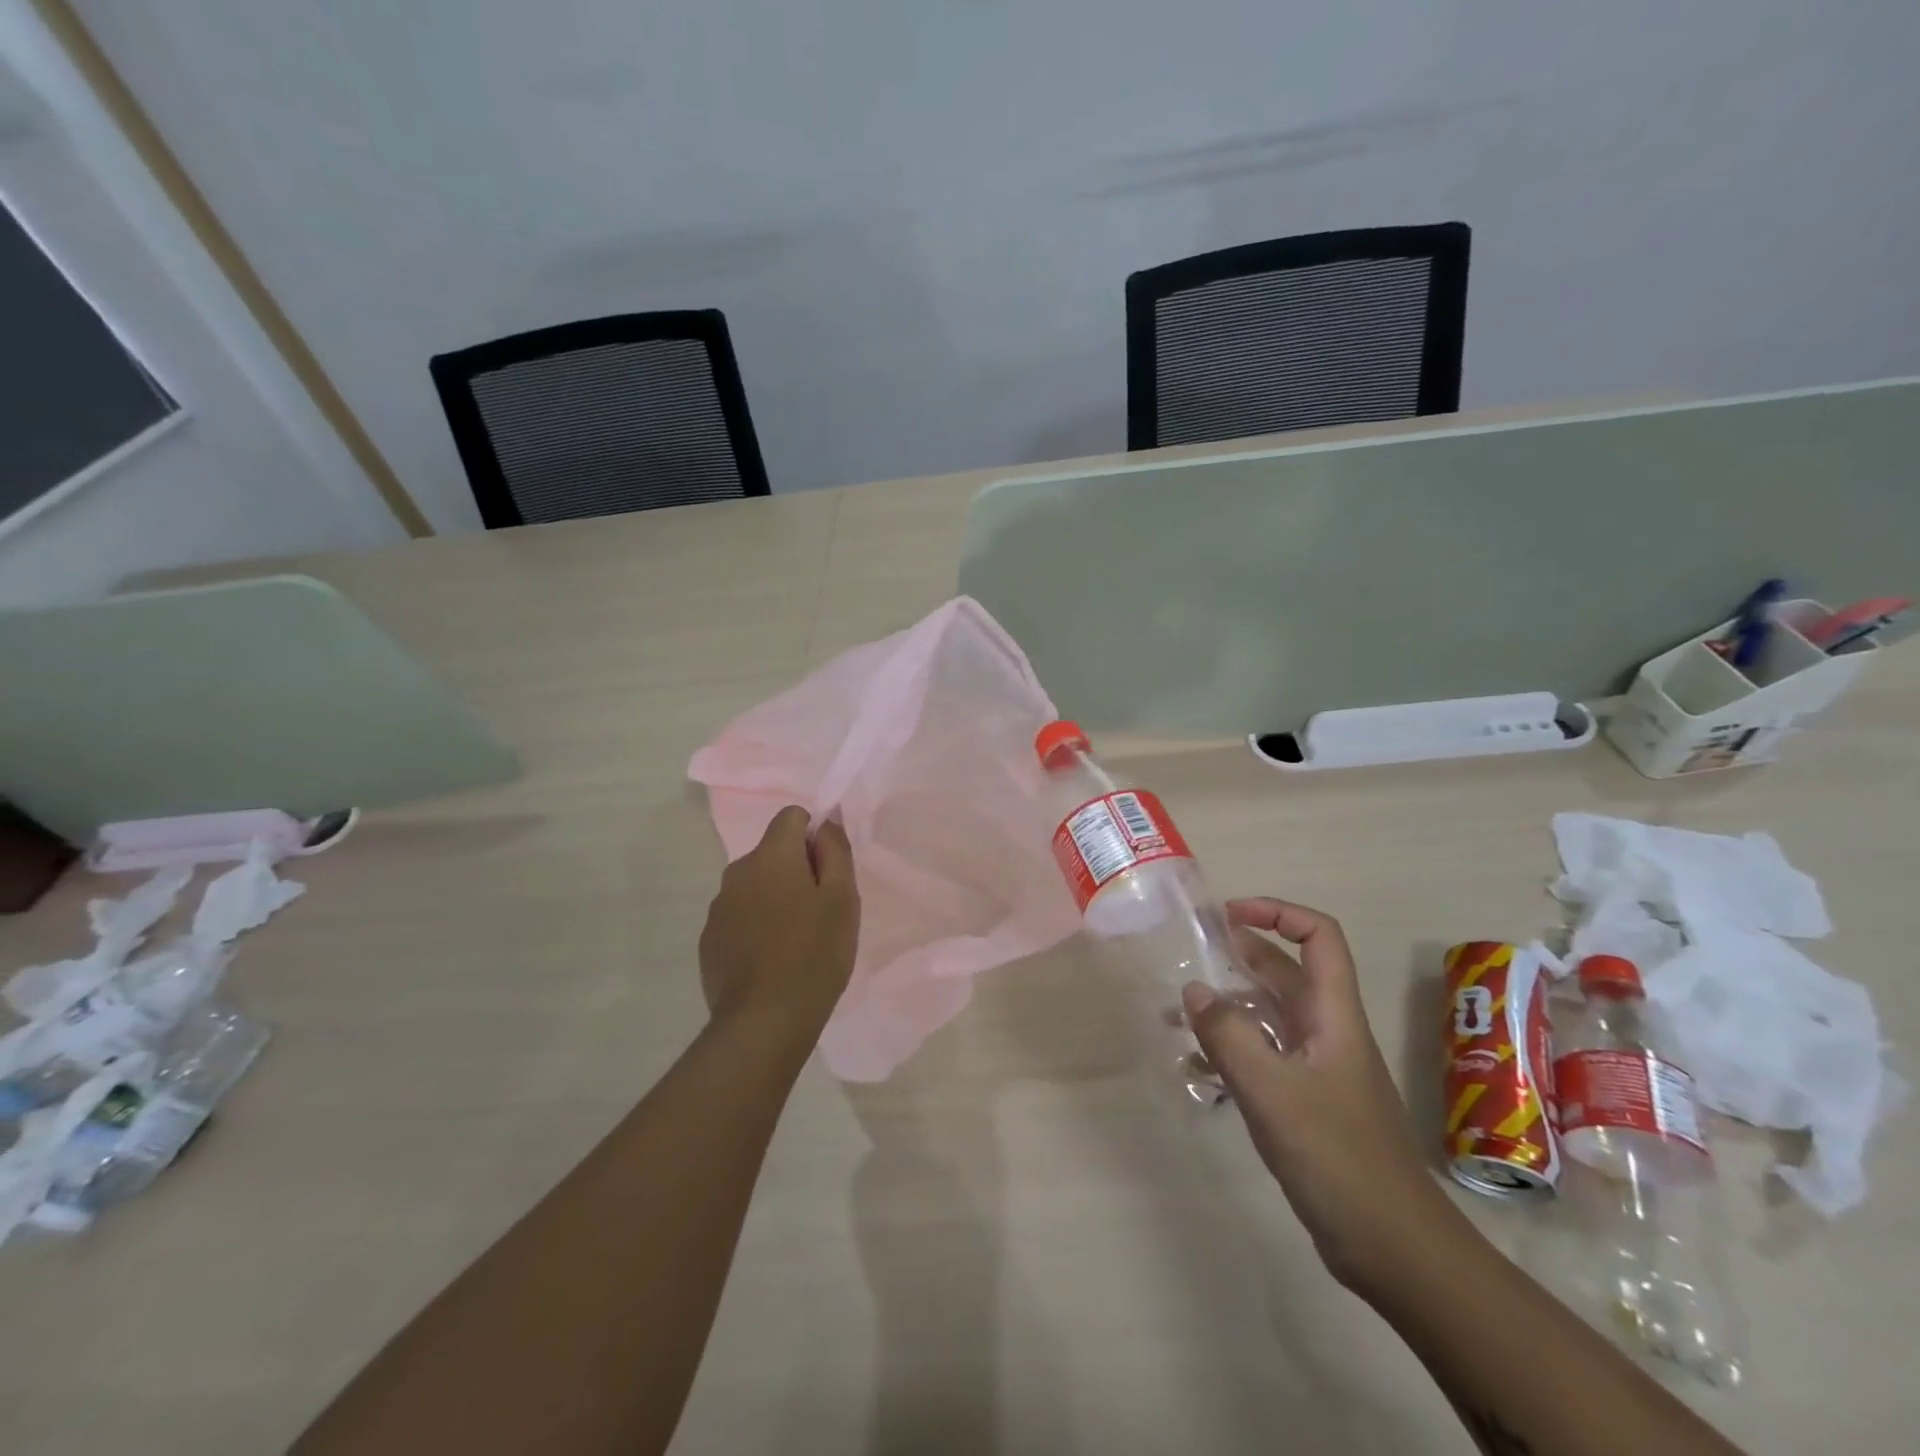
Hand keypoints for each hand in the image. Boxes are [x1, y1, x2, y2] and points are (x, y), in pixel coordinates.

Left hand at [698, 806, 859, 1039]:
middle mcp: (737, 872)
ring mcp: (718, 908)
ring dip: (775, 898)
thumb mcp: (842, 898)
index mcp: (771, 856)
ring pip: (755, 886)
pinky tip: (772, 960)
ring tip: (797, 940)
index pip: (791, 816)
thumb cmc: (814, 953)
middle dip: (797, 870)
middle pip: (773, 852)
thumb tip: (827, 820)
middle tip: (820, 912)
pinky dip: (756, 926)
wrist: (764, 1022)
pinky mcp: (709, 940)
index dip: (815, 835)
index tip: (829, 872)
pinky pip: (739, 916)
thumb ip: (836, 850)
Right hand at [1182, 898, 1462, 1297]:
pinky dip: (1231, 1050)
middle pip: (1287, 972)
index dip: (1278, 913)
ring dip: (1228, 1005)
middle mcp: (1327, 1032)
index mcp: (1333, 1015)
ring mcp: (1318, 1068)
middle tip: (1190, 955)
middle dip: (1240, 955)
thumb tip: (1194, 990)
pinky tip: (1196, 1065)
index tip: (1228, 916)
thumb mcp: (1272, 1091)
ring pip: (1270, 1016)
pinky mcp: (1308, 1103)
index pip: (1319, 938)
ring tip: (1178, 1011)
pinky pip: (1264, 1057)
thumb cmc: (1338, 1158)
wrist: (1396, 1249)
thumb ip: (1229, 1035)